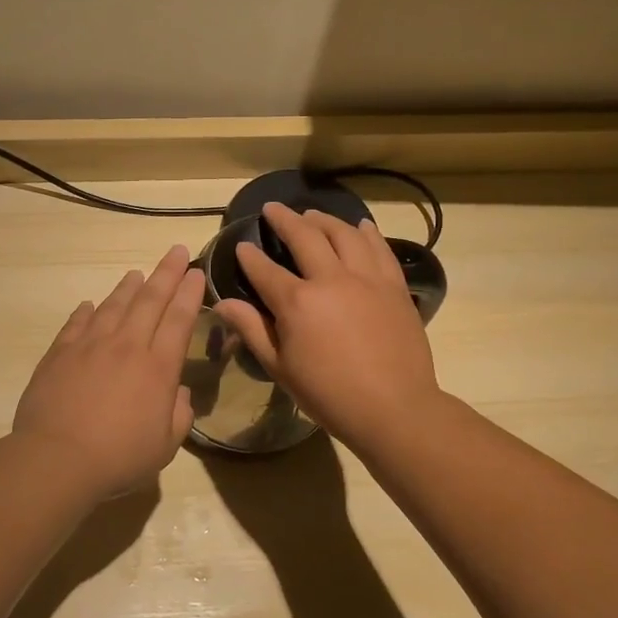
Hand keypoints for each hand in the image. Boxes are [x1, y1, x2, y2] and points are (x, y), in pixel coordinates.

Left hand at [13, 244, 204, 499]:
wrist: (57, 458)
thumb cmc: (118, 457)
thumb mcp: (164, 446)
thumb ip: (179, 415)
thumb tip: (180, 392)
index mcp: (157, 367)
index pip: (179, 320)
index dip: (189, 293)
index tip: (195, 272)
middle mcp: (127, 346)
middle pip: (150, 300)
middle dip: (166, 273)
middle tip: (176, 251)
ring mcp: (90, 345)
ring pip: (114, 305)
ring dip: (128, 287)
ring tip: (136, 273)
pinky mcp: (60, 353)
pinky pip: (77, 324)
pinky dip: (86, 312)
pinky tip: (90, 305)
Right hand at [213, 203, 440, 449]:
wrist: (394, 409)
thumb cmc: (329, 395)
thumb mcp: (280, 367)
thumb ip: (251, 329)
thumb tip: (222, 302)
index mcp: (297, 302)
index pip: (265, 269)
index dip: (250, 256)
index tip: (242, 246)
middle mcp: (331, 279)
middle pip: (305, 236)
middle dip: (285, 219)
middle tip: (273, 208)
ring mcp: (367, 278)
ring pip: (344, 233)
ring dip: (324, 220)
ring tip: (312, 214)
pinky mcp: (394, 286)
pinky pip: (379, 248)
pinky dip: (367, 232)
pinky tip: (360, 225)